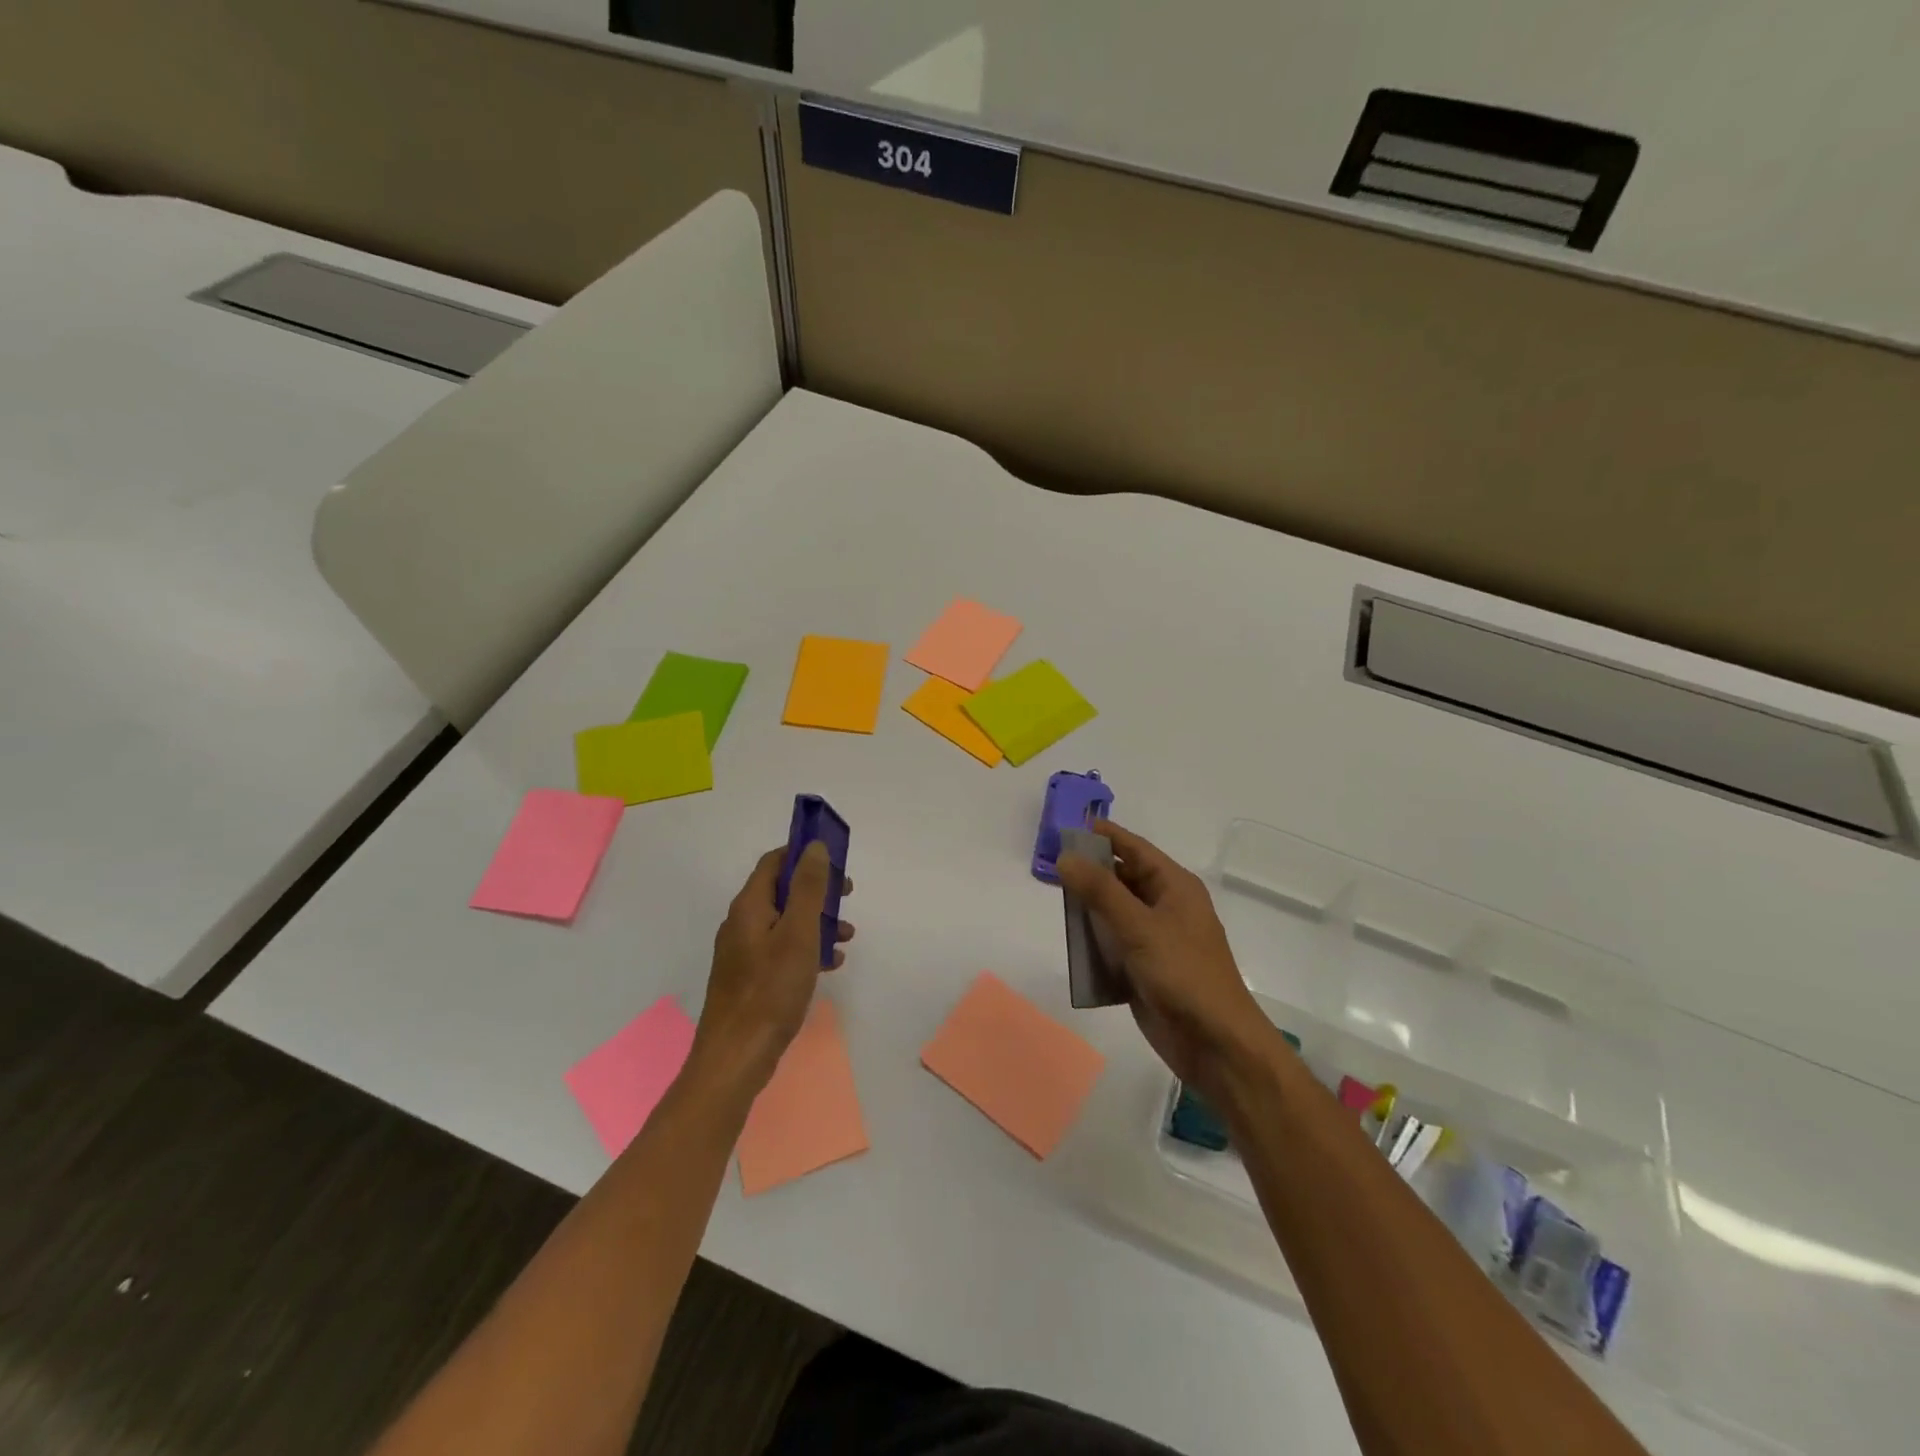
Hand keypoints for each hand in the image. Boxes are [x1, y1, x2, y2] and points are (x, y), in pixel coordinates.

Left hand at [689, 842, 852, 1095]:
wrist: (736, 1057)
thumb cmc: (771, 990)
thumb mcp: (798, 933)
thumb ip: (807, 888)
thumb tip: (813, 846)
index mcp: (749, 906)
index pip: (774, 862)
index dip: (803, 855)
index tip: (835, 862)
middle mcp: (742, 923)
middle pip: (782, 891)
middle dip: (817, 891)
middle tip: (847, 896)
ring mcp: (744, 952)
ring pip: (785, 922)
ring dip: (817, 921)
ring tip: (847, 937)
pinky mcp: (750, 978)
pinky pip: (782, 950)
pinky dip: (807, 948)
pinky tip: (830, 965)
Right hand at [1057, 821, 1280, 1105]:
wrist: (1216, 1045)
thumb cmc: (1184, 975)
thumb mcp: (1139, 927)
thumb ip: (1100, 891)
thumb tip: (1065, 856)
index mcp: (1175, 887)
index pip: (1134, 848)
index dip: (1103, 835)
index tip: (1067, 827)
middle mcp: (1166, 907)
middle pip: (1122, 878)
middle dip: (1090, 872)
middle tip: (1050, 865)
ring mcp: (1155, 939)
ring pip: (1114, 912)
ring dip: (1088, 908)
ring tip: (1054, 901)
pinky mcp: (1144, 969)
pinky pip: (1113, 944)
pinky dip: (1094, 941)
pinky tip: (1071, 942)